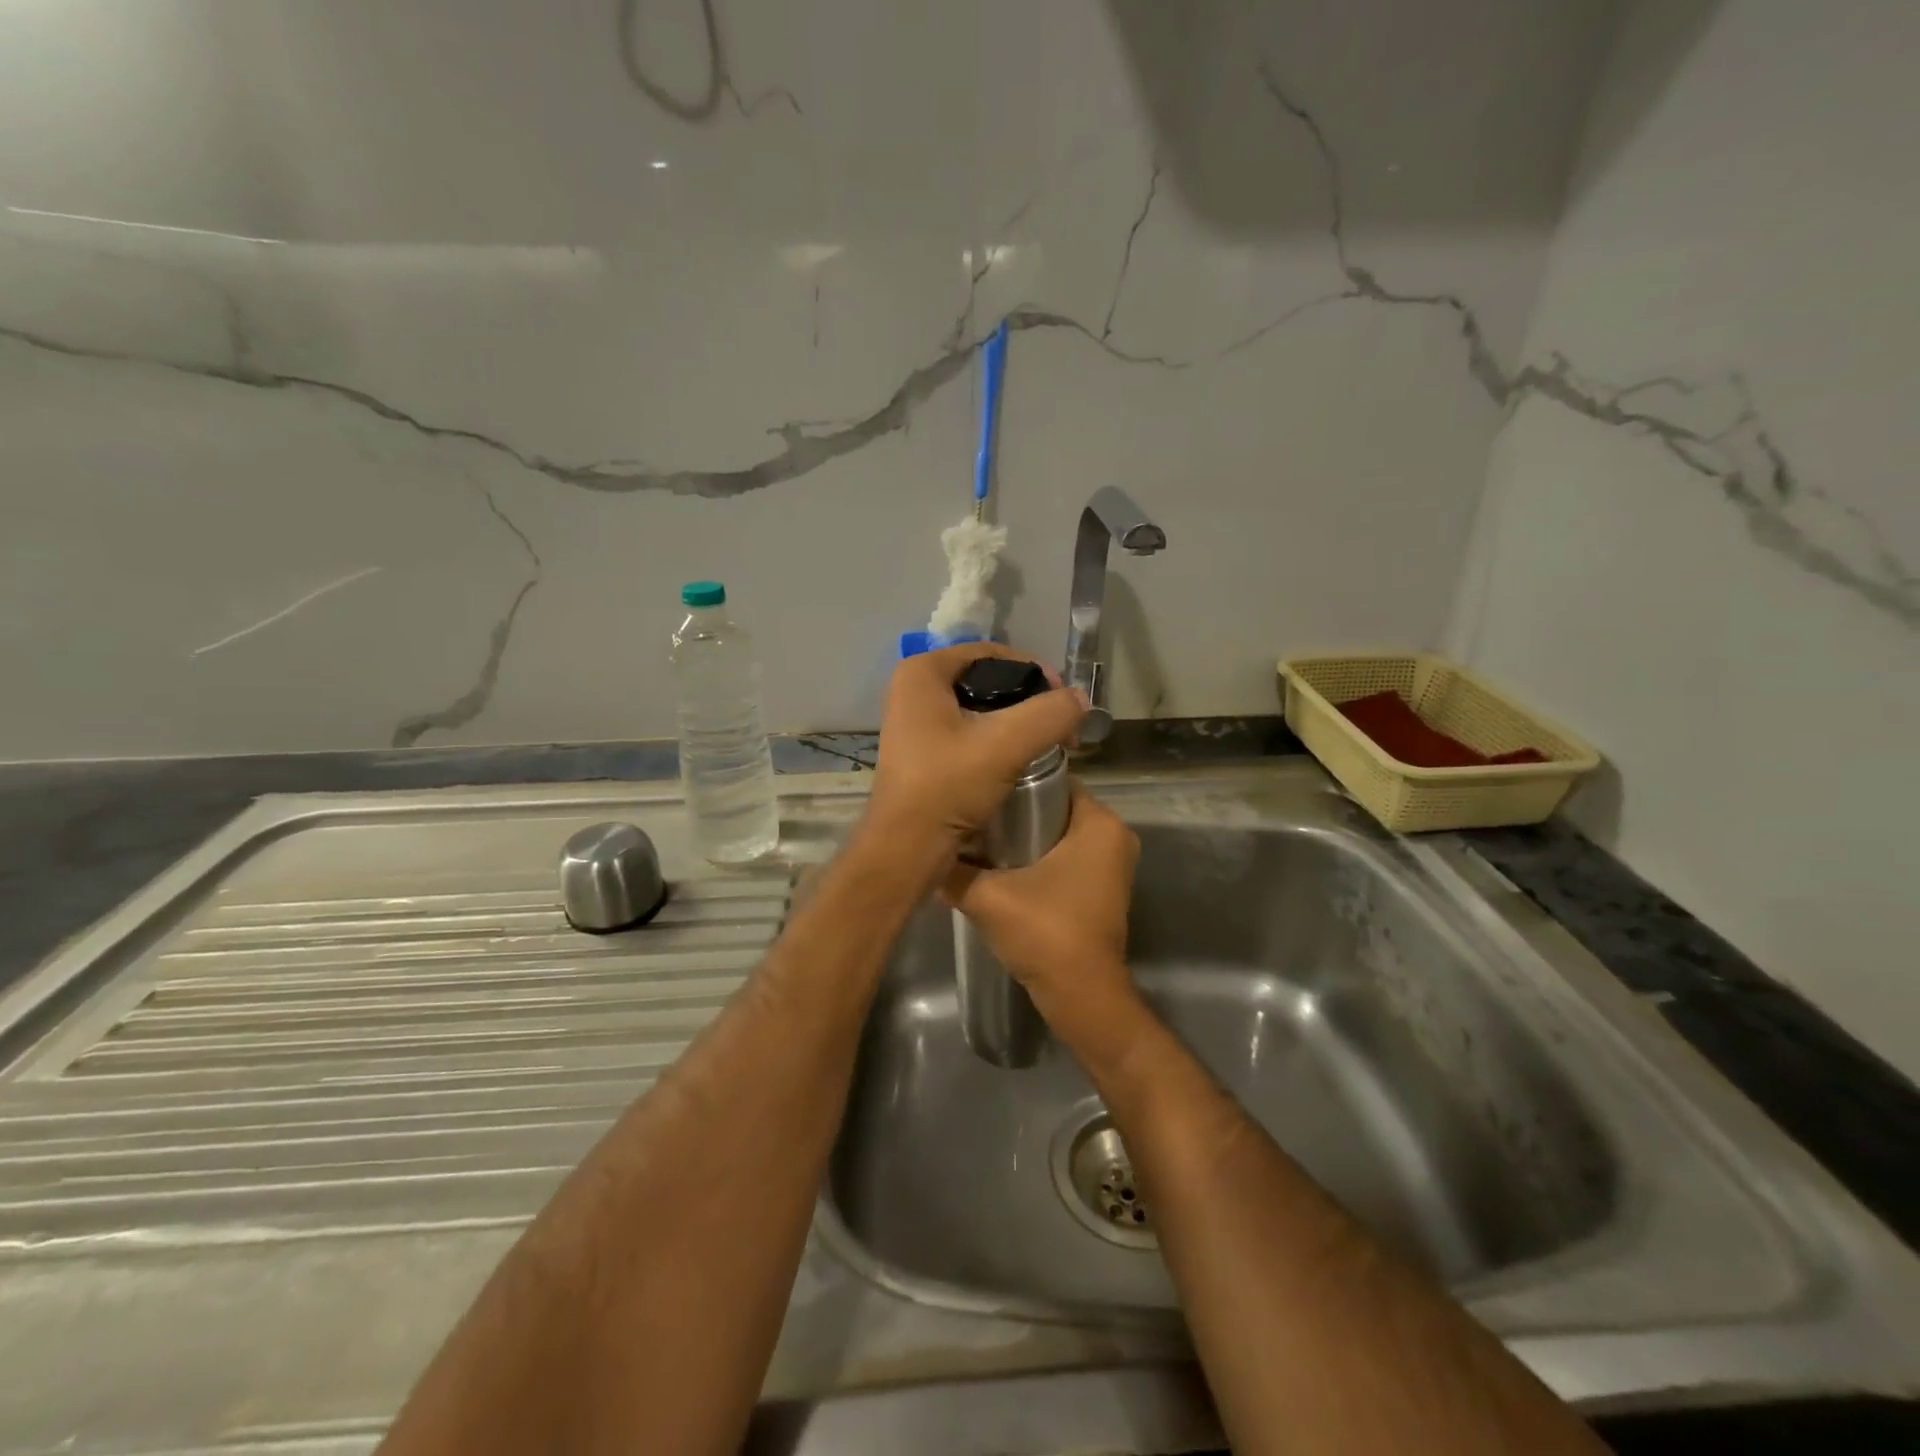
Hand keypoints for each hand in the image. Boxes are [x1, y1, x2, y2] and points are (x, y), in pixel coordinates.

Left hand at [865, 643, 1085, 860]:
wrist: (906, 848)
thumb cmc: (948, 786)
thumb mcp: (1006, 744)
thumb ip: (1050, 713)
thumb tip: (1080, 700)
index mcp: (922, 673)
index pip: (990, 653)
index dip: (1032, 670)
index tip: (1062, 699)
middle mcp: (912, 690)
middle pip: (985, 680)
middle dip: (1026, 699)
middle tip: (1058, 724)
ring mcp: (913, 723)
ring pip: (978, 709)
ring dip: (1014, 722)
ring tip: (1045, 743)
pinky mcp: (921, 752)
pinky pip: (966, 733)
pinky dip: (995, 741)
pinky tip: (1018, 760)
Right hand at [940, 780, 1138, 1016]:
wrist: (1081, 996)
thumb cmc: (1045, 933)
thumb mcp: (987, 896)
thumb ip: (955, 870)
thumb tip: (927, 852)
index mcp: (1100, 823)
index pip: (1051, 781)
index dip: (1013, 784)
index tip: (979, 790)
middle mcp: (1115, 835)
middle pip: (1054, 808)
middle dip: (1015, 812)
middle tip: (973, 816)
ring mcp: (1112, 864)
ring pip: (1059, 835)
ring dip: (1024, 838)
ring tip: (980, 840)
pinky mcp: (1103, 888)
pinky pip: (1067, 857)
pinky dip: (1039, 859)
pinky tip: (1001, 868)